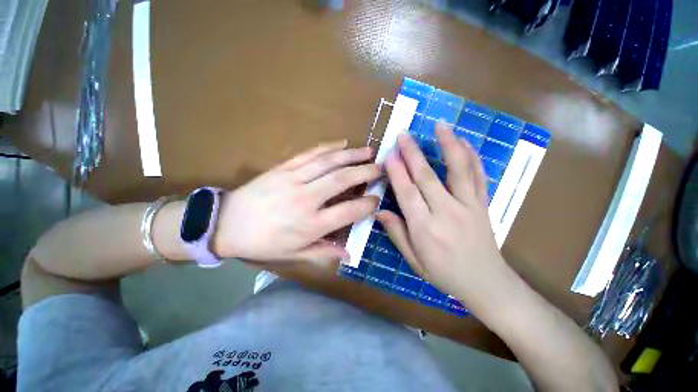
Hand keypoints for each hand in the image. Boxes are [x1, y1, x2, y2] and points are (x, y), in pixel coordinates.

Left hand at [213, 141, 380, 263]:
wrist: (225, 224)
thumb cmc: (262, 244)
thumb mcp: (293, 255)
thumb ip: (324, 253)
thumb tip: (350, 254)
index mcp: (311, 225)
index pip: (349, 211)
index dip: (367, 204)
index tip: (377, 199)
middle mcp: (306, 199)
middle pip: (342, 180)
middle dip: (366, 172)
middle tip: (381, 168)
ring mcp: (293, 179)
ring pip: (329, 162)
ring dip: (352, 155)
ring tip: (369, 151)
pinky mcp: (283, 168)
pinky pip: (310, 154)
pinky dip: (328, 147)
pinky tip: (342, 143)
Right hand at [377, 123, 507, 303]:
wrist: (486, 283)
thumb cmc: (444, 274)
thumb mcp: (414, 260)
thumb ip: (397, 233)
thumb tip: (379, 212)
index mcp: (425, 229)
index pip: (407, 194)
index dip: (397, 173)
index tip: (389, 155)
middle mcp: (446, 213)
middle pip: (427, 177)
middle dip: (413, 154)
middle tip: (404, 135)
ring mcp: (469, 206)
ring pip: (458, 170)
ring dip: (448, 145)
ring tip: (440, 125)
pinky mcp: (483, 205)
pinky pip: (479, 176)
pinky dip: (472, 157)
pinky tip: (465, 142)